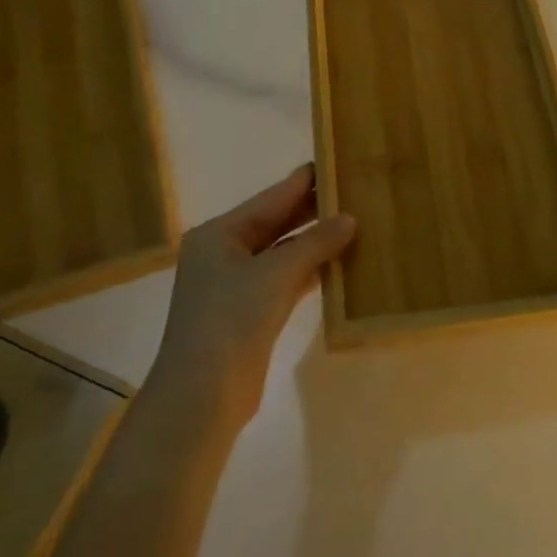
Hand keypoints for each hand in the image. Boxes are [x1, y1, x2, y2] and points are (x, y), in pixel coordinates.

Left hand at [153, 164, 355, 426]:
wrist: (202, 394)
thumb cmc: (232, 320)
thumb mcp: (276, 274)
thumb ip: (314, 243)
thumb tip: (349, 218)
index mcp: (219, 234)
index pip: (270, 198)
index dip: (304, 182)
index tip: (336, 162)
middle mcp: (224, 253)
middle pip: (276, 223)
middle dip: (312, 211)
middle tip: (353, 191)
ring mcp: (236, 284)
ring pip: (282, 252)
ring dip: (314, 241)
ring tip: (355, 221)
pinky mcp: (250, 312)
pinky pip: (285, 279)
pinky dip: (310, 270)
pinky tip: (339, 262)